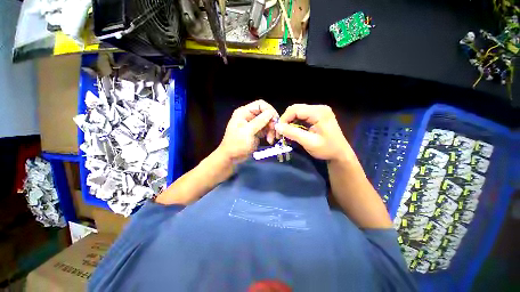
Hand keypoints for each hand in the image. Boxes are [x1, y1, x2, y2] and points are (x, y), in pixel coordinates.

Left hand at [218, 100, 278, 162]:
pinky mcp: (257, 131)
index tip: (275, 120)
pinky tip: (269, 141)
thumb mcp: (248, 132)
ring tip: (271, 139)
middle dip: (272, 122)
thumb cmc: (237, 144)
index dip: (269, 110)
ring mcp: (254, 124)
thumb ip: (259, 121)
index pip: (260, 104)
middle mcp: (249, 116)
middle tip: (275, 132)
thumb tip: (271, 112)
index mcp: (244, 112)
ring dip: (272, 130)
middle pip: (266, 113)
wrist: (232, 157)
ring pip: (268, 122)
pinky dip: (270, 134)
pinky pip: (267, 129)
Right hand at [275, 104, 351, 160]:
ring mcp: (319, 111)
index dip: (284, 119)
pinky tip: (294, 130)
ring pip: (297, 112)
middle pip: (296, 109)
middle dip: (286, 120)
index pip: (295, 109)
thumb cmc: (327, 149)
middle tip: (281, 132)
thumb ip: (293, 133)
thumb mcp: (309, 142)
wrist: (340, 154)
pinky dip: (295, 123)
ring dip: (290, 122)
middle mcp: (319, 108)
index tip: (279, 131)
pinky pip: (302, 116)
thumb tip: (277, 126)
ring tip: (286, 132)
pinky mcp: (318, 115)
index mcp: (319, 112)